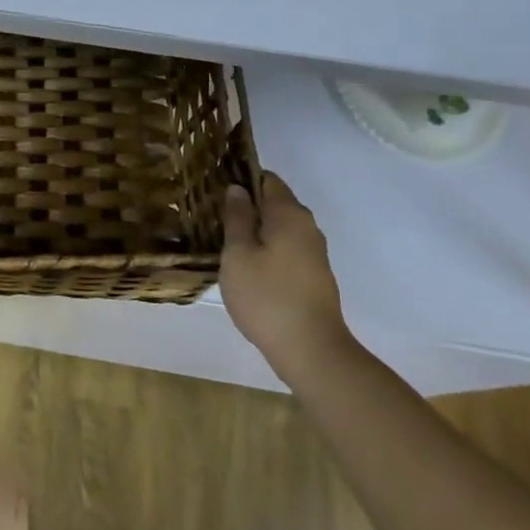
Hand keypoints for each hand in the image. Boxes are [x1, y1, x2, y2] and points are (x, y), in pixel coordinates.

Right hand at [220, 171, 353, 384]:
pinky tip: (247, 266)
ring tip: (225, 241)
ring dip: (256, 230)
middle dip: (248, 205)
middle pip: (275, 203)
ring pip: (280, 228)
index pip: (266, 179)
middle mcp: (307, 227)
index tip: (216, 188)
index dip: (242, 179)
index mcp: (289, 214)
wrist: (311, 351)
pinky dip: (267, 250)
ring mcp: (314, 253)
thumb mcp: (238, 254)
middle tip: (214, 215)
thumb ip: (237, 217)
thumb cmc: (267, 296)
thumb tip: (237, 189)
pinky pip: (287, 249)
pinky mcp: (315, 276)